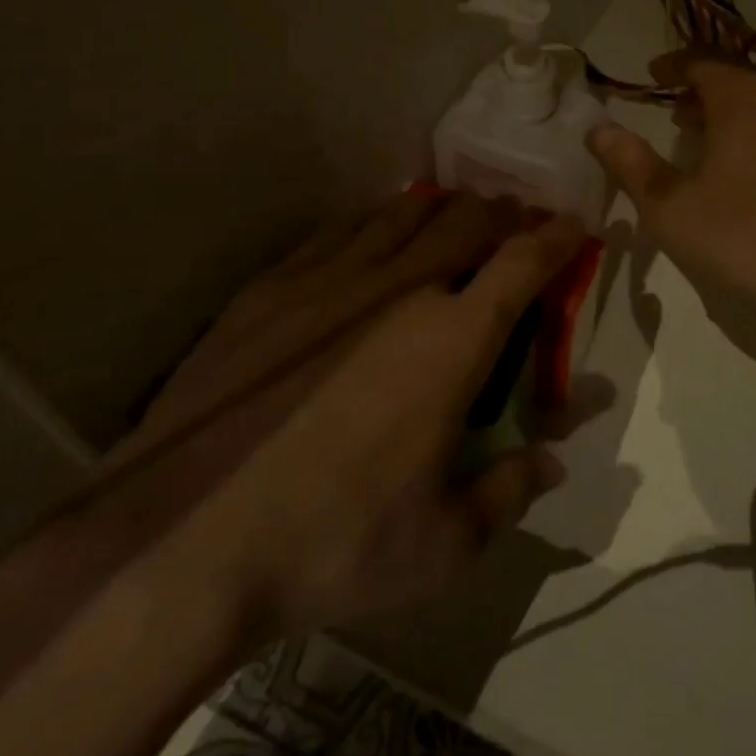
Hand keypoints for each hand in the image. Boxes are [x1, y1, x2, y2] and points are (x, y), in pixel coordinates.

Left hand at [66, 192, 584, 642]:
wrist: (179, 542)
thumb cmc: (331, 544)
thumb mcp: (442, 545)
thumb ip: (511, 492)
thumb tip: (553, 462)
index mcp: (452, 340)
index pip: (523, 264)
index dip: (558, 238)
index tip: (576, 224)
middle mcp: (400, 289)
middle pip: (467, 220)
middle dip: (504, 214)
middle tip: (516, 222)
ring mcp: (330, 280)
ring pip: (404, 215)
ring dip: (443, 210)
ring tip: (455, 216)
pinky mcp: (272, 287)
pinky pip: (340, 231)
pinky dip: (375, 223)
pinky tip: (374, 233)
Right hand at [586, 51, 755, 375]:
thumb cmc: (742, 236)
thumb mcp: (670, 206)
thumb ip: (630, 163)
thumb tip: (597, 129)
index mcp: (742, 99)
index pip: (703, 61)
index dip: (673, 65)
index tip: (652, 75)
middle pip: (737, 76)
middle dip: (702, 86)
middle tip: (673, 107)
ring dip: (731, 108)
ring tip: (704, 134)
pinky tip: (748, 164)